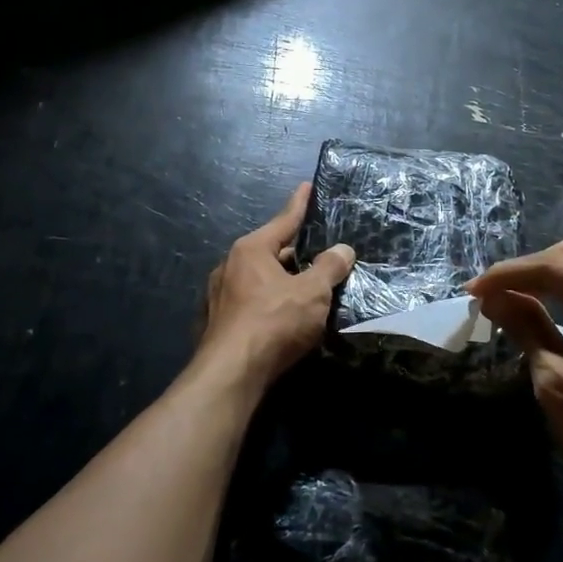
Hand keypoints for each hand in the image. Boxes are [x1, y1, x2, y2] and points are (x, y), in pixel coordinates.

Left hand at [197, 182, 354, 388]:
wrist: (231, 374)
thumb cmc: (274, 322)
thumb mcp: (312, 292)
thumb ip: (330, 268)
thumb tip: (343, 250)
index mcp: (251, 250)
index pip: (283, 220)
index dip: (300, 205)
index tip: (307, 187)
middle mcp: (230, 266)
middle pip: (272, 251)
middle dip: (297, 253)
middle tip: (322, 254)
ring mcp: (220, 296)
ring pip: (261, 280)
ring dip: (284, 282)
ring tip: (310, 288)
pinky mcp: (219, 323)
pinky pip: (252, 302)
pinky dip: (271, 303)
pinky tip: (287, 318)